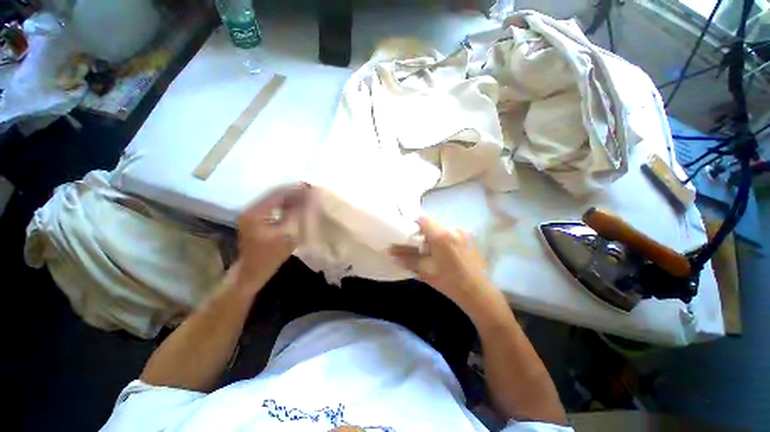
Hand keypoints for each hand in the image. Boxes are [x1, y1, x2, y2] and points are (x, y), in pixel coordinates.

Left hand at [230, 184, 310, 292]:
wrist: (253, 272)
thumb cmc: (271, 256)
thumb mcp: (288, 234)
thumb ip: (300, 214)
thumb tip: (312, 198)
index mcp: (256, 212)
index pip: (278, 193)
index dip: (296, 189)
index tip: (312, 187)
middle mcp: (251, 209)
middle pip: (275, 195)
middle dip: (294, 192)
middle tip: (311, 191)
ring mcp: (252, 214)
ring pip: (275, 200)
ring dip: (291, 199)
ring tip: (307, 198)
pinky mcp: (256, 220)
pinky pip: (273, 207)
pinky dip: (286, 206)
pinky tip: (297, 207)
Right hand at [390, 217, 503, 317]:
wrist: (478, 292)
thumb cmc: (449, 281)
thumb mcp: (425, 270)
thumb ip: (406, 258)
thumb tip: (389, 252)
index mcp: (440, 234)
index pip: (422, 218)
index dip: (413, 224)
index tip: (408, 234)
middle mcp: (452, 228)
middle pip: (432, 223)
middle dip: (423, 232)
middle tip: (418, 246)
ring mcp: (463, 233)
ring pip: (442, 228)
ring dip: (434, 236)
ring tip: (432, 252)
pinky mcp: (470, 239)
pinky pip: (451, 234)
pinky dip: (444, 239)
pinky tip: (445, 254)